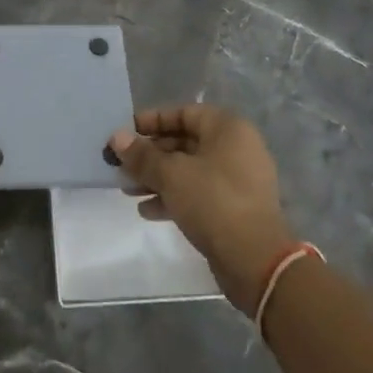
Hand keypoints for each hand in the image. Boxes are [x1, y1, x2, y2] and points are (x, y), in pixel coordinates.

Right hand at [110, 105, 295, 311]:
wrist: (255, 259)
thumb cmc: (213, 201)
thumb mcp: (171, 174)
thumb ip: (142, 155)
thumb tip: (117, 137)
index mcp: (228, 129)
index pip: (184, 113)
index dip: (152, 121)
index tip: (125, 133)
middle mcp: (236, 148)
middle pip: (185, 142)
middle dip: (150, 154)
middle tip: (121, 165)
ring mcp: (237, 180)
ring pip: (189, 170)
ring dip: (157, 177)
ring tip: (127, 189)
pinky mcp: (234, 207)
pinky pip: (198, 193)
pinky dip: (173, 197)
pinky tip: (147, 210)